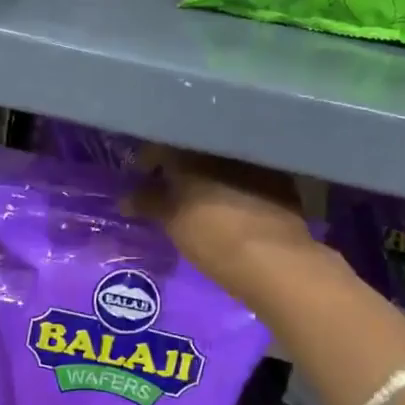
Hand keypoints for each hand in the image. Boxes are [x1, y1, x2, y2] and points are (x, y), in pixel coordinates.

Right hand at [127, 147, 322, 304]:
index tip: (141, 174)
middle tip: (168, 184)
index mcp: (194, 150)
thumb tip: (124, 198)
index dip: (149, 159)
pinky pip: (248, 173)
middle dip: (180, 164)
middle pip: (194, 149)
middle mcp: (225, 146)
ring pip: (223, 160)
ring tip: (199, 194)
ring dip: (209, 172)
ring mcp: (255, 160)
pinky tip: (231, 200)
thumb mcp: (173, 222)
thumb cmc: (214, 237)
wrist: (276, 260)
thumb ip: (148, 203)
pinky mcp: (280, 179)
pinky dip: (235, 183)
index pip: (162, 145)